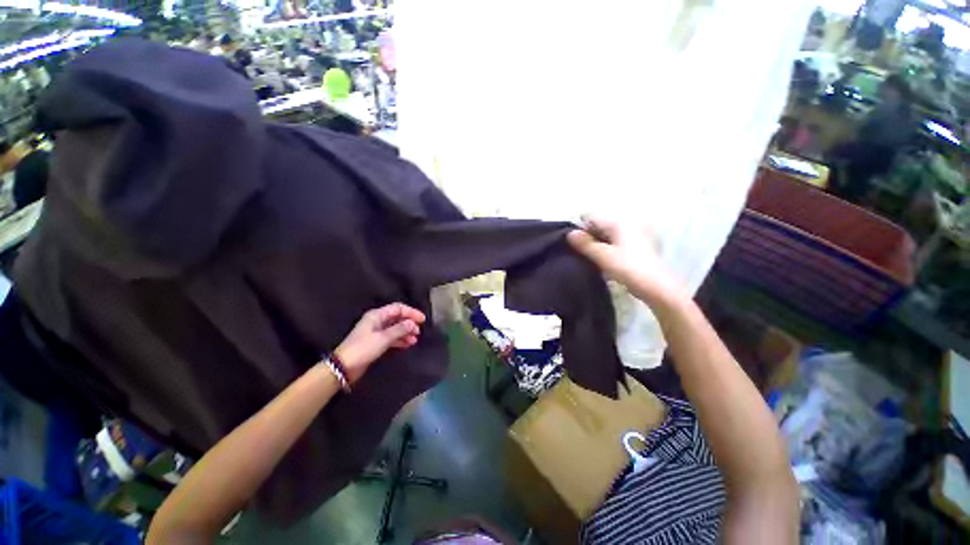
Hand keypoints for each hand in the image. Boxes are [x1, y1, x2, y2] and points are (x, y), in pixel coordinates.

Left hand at [334, 303, 425, 382]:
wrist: (346, 365)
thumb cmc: (364, 348)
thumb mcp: (383, 338)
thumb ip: (399, 330)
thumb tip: (412, 323)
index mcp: (376, 315)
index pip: (396, 308)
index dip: (410, 312)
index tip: (423, 320)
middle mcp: (376, 321)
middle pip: (395, 317)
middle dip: (408, 322)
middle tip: (419, 331)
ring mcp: (375, 333)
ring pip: (394, 328)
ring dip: (405, 332)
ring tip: (415, 340)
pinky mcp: (374, 343)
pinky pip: (390, 338)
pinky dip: (399, 340)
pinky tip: (407, 345)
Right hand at [567, 216, 685, 305]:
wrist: (658, 287)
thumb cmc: (630, 268)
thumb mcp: (604, 257)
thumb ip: (585, 244)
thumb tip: (569, 234)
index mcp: (617, 221)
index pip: (589, 217)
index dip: (579, 230)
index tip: (575, 247)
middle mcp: (626, 223)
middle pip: (600, 226)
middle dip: (589, 238)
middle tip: (582, 257)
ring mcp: (634, 235)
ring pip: (608, 236)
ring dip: (599, 247)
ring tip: (594, 263)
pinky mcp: (638, 248)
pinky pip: (617, 244)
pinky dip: (610, 252)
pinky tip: (607, 266)